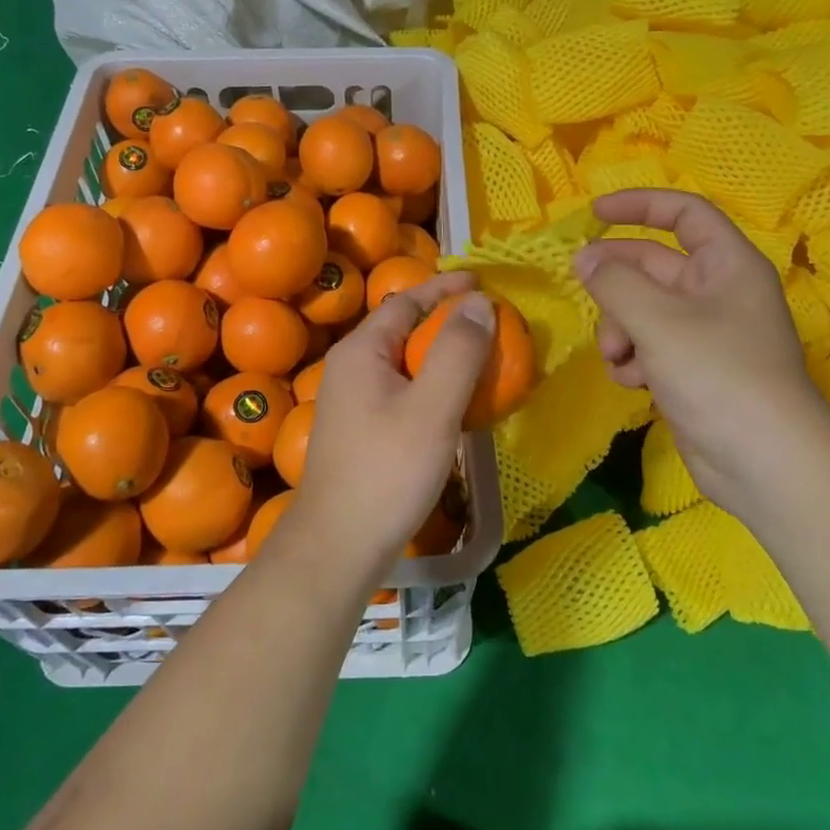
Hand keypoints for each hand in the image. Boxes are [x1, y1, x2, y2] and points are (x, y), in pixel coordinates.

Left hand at [282, 270, 493, 576]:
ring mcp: (353, 399)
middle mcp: (351, 366)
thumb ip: (457, 351)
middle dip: (447, 320)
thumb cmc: (387, 471)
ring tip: (483, 357)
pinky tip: (457, 402)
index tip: (484, 284)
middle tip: (491, 323)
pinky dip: (433, 384)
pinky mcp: (362, 428)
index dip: (445, 288)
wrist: (338, 546)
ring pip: (405, 360)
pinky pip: (403, 389)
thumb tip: (479, 302)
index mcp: (361, 350)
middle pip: (404, 327)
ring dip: (443, 353)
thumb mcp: (432, 407)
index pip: (406, 300)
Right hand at [574, 189, 829, 504]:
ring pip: (641, 310)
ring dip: (619, 328)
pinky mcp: (690, 370)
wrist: (764, 463)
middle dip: (617, 282)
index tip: (594, 212)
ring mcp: (703, 334)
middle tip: (584, 287)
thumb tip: (584, 259)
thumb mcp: (658, 320)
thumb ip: (614, 282)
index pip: (684, 214)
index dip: (640, 205)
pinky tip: (631, 381)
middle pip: (651, 266)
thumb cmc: (718, 374)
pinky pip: (648, 347)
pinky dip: (632, 359)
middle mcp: (716, 293)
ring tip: (619, 356)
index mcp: (726, 265)